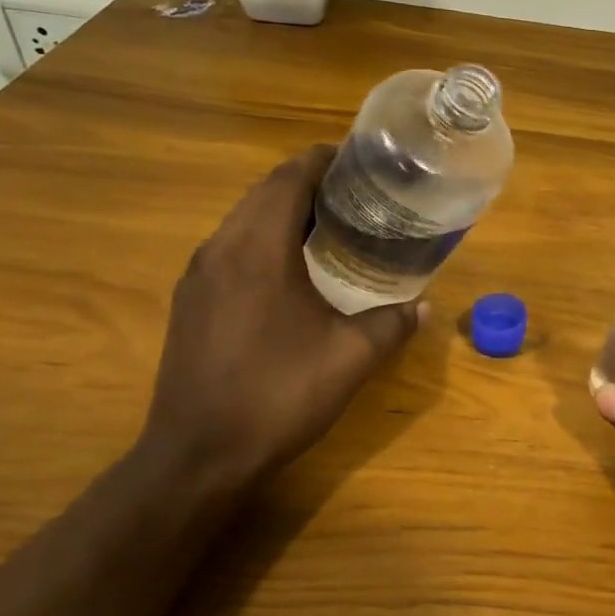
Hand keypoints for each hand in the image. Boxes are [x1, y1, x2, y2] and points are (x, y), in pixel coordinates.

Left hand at [138, 145, 423, 491]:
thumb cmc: (277, 396)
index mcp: (257, 249)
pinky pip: (230, 249)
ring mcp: (197, 276)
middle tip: (357, 194)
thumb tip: (424, 307)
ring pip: (243, 221)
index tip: (360, 160)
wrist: (199, 455)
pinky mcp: (190, 302)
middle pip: (263, 193)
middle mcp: (219, 249)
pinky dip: (263, 240)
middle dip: (308, 183)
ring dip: (283, 211)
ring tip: (330, 224)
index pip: (288, 178)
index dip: (323, 160)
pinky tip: (292, 270)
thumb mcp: (349, 359)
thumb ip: (391, 325)